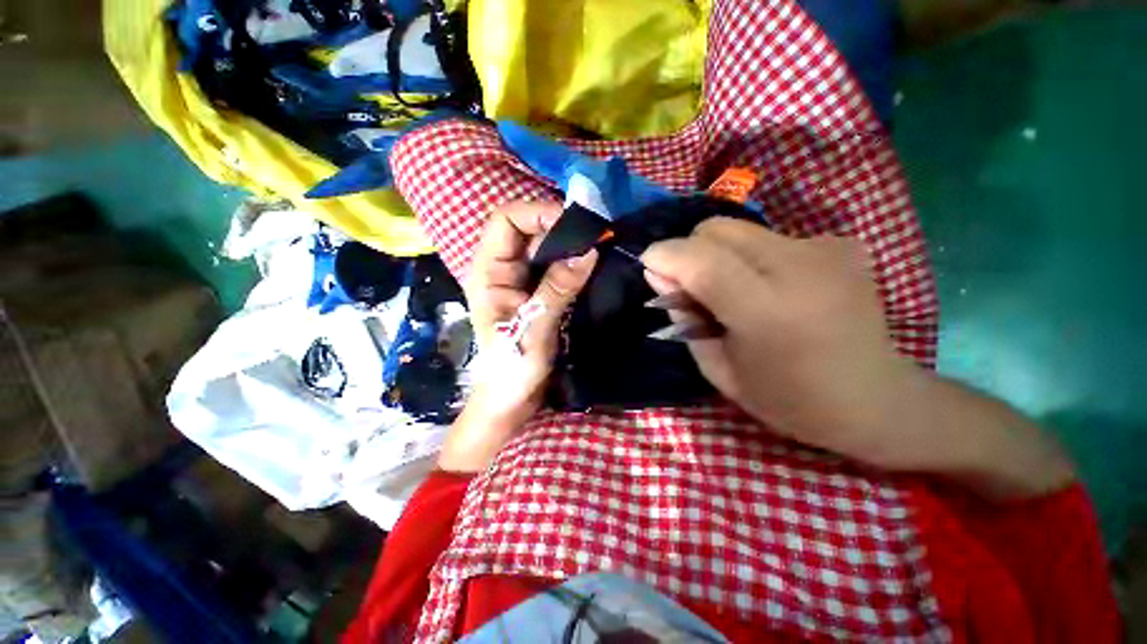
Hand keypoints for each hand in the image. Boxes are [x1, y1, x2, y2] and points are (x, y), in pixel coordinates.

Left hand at [438, 201, 597, 472]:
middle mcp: (501, 269)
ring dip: (569, 245)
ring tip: (598, 247)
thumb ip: (558, 288)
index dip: (536, 212)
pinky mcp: (536, 292)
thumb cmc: (512, 367)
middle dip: (559, 228)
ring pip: (544, 248)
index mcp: (487, 272)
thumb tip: (588, 252)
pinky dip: (572, 263)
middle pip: (528, 230)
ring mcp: (520, 280)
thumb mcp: (534, 327)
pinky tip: (592, 265)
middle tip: (595, 235)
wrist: (511, 398)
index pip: (505, 220)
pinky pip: (554, 267)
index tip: (573, 223)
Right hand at [642, 218, 1072, 497]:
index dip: (664, 255)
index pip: (699, 260)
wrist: (876, 400)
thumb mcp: (718, 370)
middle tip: (692, 286)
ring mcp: (826, 249)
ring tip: (733, 290)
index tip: (648, 265)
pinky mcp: (840, 244)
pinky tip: (771, 287)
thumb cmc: (788, 399)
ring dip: (719, 255)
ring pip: (740, 229)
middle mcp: (799, 267)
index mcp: (766, 311)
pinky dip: (753, 257)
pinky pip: (770, 238)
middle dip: (689, 251)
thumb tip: (659, 276)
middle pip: (717, 229)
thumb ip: (683, 318)